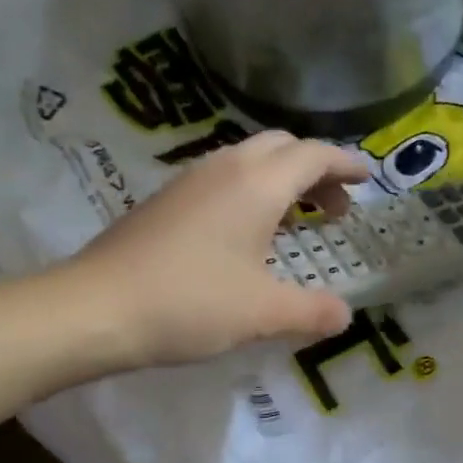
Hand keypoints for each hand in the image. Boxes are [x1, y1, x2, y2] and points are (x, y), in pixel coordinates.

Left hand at [61, 130, 369, 369]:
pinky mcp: (164, 202)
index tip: (367, 179)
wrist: (95, 308)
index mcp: (256, 184)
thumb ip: (312, 312)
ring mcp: (188, 182)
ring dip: (280, 182)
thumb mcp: (263, 313)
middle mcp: (224, 169)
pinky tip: (245, 237)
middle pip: (281, 148)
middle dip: (315, 171)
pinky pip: (222, 181)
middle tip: (334, 209)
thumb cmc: (190, 303)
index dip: (345, 164)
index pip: (313, 156)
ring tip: (296, 223)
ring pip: (248, 162)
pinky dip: (250, 195)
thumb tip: (344, 315)